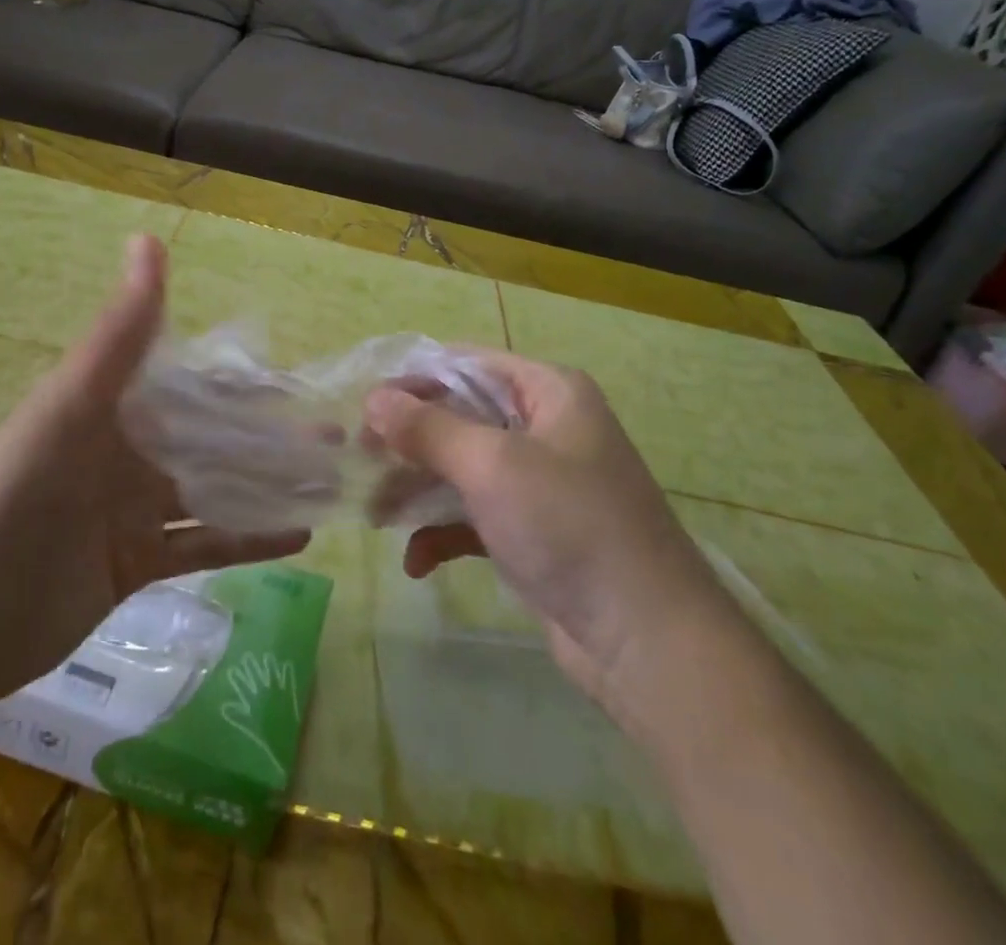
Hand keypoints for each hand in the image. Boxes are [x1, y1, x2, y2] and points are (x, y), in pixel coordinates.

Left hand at [0, 235, 308, 718]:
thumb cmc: (12, 496)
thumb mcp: (70, 404)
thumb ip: (120, 330)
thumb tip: (148, 238)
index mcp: (113, 408)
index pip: (195, 385)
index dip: (248, 383)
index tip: (303, 383)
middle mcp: (127, 452)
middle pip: (213, 440)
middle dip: (270, 438)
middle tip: (334, 438)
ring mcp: (132, 511)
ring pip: (214, 491)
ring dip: (267, 487)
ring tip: (328, 483)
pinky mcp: (136, 565)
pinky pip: (202, 546)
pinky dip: (247, 539)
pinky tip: (298, 535)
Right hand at [364, 352, 722, 706]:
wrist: (646, 641)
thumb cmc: (569, 525)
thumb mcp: (492, 465)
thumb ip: (428, 429)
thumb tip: (373, 399)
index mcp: (548, 392)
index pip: (467, 364)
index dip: (415, 380)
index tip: (365, 406)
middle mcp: (545, 427)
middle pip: (460, 417)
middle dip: (410, 441)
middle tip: (359, 459)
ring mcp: (540, 483)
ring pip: (462, 469)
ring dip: (418, 489)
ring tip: (374, 514)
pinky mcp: (533, 532)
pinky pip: (475, 516)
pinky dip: (444, 532)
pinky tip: (417, 562)